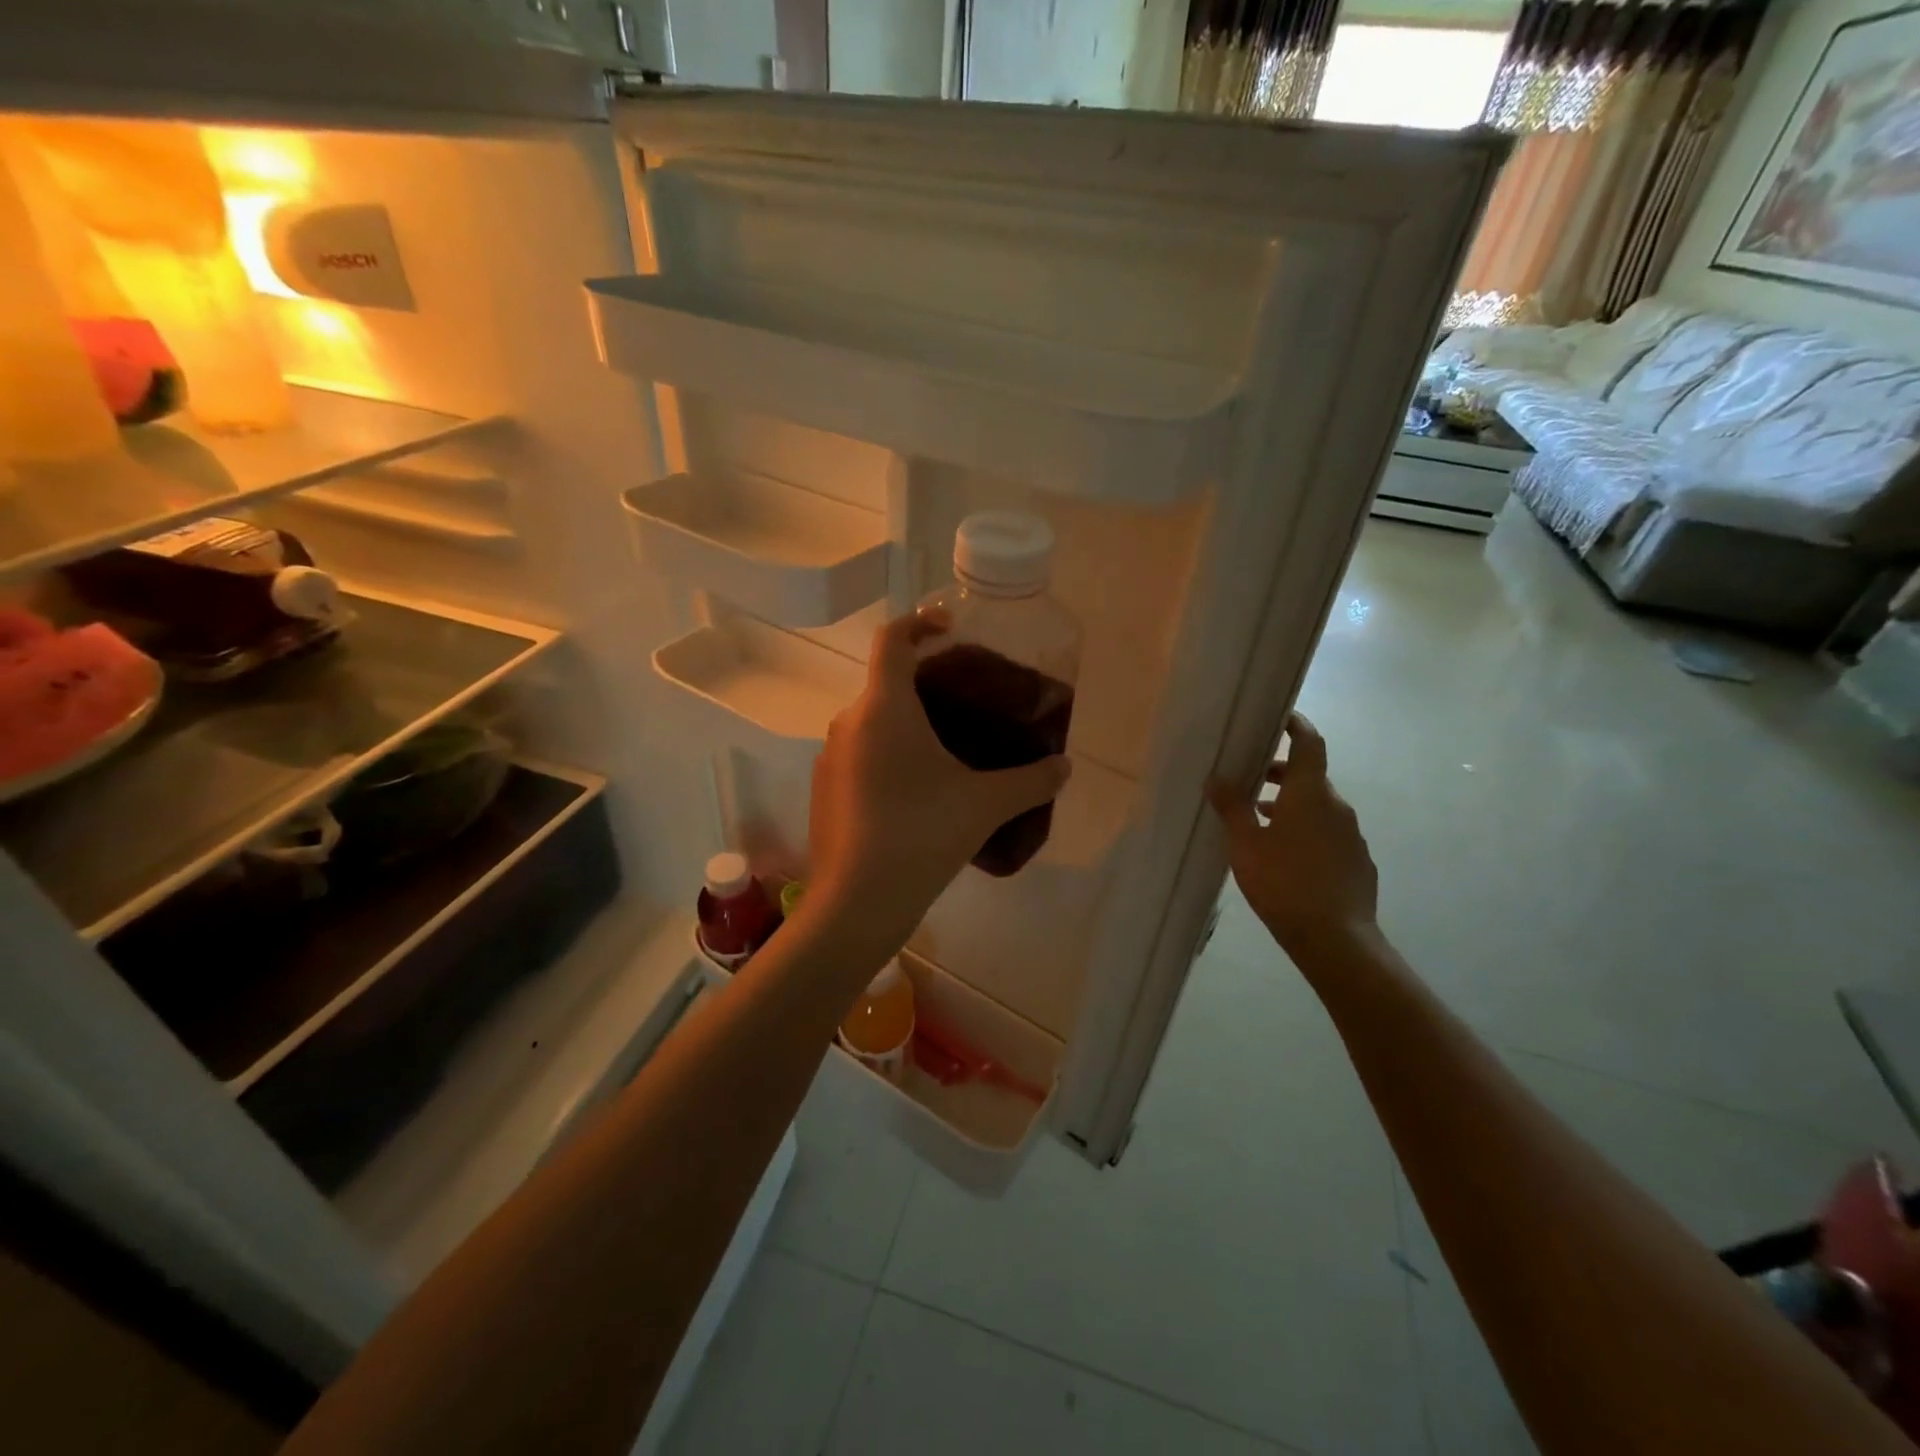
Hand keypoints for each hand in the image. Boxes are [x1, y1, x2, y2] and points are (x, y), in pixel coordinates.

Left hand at [804, 609, 1070, 955]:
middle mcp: (849, 722)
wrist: (857, 902)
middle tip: (964, 702)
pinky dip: (886, 755)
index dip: (920, 622)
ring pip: (871, 722)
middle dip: (923, 683)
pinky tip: (915, 792)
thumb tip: (1065, 766)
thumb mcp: (985, 805)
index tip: (951, 629)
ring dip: (905, 724)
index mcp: (883, 707)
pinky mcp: (824, 790)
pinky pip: (859, 754)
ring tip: (945, 750)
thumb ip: (1031, 781)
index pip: (893, 639)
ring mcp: (830, 757)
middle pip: (885, 682)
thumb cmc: (922, 835)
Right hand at [1208, 713, 1377, 958]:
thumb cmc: (1283, 882)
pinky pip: (1328, 834)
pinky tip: (1285, 856)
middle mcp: (1337, 807)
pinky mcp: (1357, 863)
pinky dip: (1306, 832)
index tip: (1280, 717)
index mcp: (1311, 794)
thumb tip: (1218, 777)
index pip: (1309, 744)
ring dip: (1291, 805)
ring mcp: (1352, 836)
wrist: (1335, 938)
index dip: (1297, 726)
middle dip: (1281, 774)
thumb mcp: (1245, 844)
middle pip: (1310, 777)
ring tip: (1259, 822)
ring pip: (1318, 808)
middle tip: (1251, 779)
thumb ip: (1232, 807)